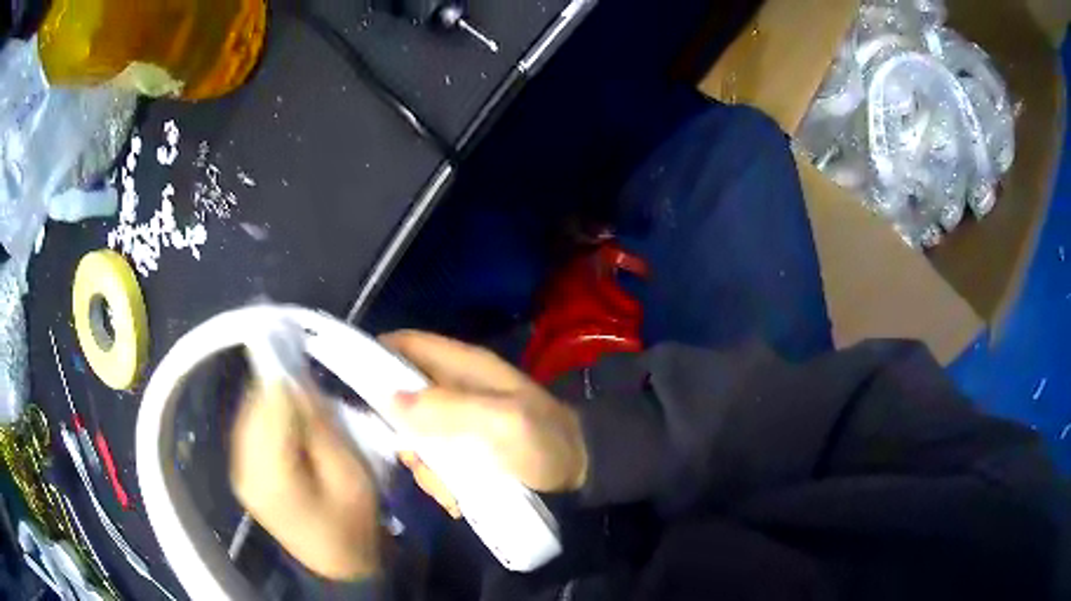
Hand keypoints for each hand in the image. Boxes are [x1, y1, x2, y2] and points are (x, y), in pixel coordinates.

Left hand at [230, 377, 380, 581]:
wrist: (335, 563)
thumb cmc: (352, 523)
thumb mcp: (350, 475)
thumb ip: (320, 427)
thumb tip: (298, 382)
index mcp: (272, 475)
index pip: (268, 404)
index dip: (287, 379)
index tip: (308, 369)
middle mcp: (243, 468)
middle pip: (253, 405)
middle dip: (280, 390)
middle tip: (312, 396)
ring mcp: (237, 470)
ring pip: (247, 412)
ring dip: (273, 403)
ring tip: (302, 412)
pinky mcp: (240, 471)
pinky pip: (248, 427)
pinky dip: (267, 418)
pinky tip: (288, 427)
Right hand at [381, 331, 588, 516]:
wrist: (578, 472)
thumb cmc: (543, 441)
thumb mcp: (501, 422)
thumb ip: (448, 408)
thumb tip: (389, 399)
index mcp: (461, 366)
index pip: (405, 344)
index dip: (374, 355)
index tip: (352, 387)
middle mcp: (453, 389)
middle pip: (400, 398)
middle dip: (402, 433)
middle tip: (421, 459)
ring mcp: (457, 422)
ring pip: (414, 437)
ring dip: (426, 465)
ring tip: (452, 486)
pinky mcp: (463, 449)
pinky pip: (433, 461)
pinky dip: (441, 481)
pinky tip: (460, 496)